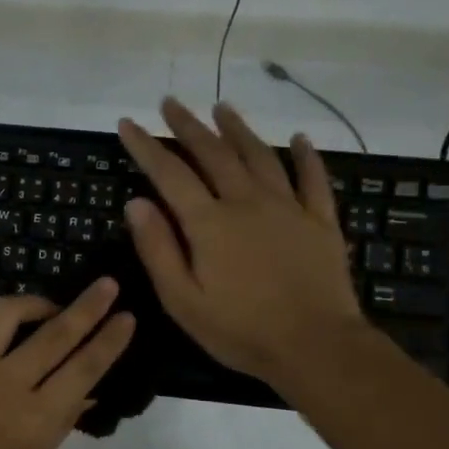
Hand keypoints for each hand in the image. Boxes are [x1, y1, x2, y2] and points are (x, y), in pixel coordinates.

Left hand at [0, 279, 135, 448]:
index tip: (127, 317)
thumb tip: (85, 392)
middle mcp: (7, 385)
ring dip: (38, 303)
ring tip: (50, 307)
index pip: (83, 369)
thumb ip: (58, 427)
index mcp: (35, 421)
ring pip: (11, 313)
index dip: (109, 341)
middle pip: (56, 334)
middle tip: (107, 285)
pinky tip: (6, 328)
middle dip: (88, 306)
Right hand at [118, 98, 364, 389]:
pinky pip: (313, 179)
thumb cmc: (240, 330)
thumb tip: (135, 202)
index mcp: (209, 223)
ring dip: (238, 129)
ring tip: (222, 108)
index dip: (146, 147)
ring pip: (260, 156)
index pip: (169, 174)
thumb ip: (158, 248)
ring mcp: (288, 208)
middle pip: (213, 153)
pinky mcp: (320, 221)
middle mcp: (247, 202)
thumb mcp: (182, 300)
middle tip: (171, 102)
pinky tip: (300, 139)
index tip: (128, 123)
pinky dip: (306, 156)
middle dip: (188, 126)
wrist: (315, 346)